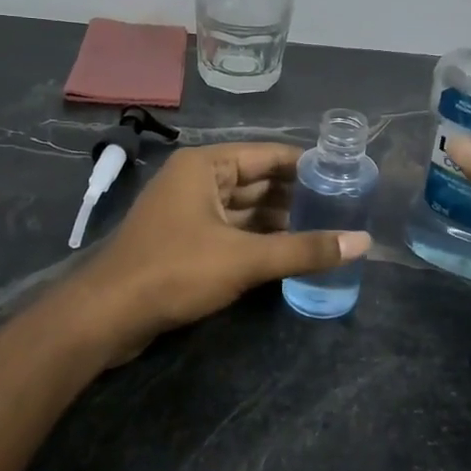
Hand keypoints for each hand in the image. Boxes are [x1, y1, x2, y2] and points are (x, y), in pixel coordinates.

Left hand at [75, 143, 371, 361]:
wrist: (107, 315)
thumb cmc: (175, 271)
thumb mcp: (245, 259)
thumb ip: (304, 250)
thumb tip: (363, 242)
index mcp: (205, 166)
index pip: (268, 155)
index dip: (306, 165)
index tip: (344, 176)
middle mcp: (195, 180)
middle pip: (256, 181)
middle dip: (295, 196)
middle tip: (341, 208)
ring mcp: (186, 211)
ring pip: (243, 209)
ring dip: (278, 220)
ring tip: (324, 230)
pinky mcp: (182, 241)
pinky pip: (230, 230)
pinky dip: (257, 239)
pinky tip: (287, 253)